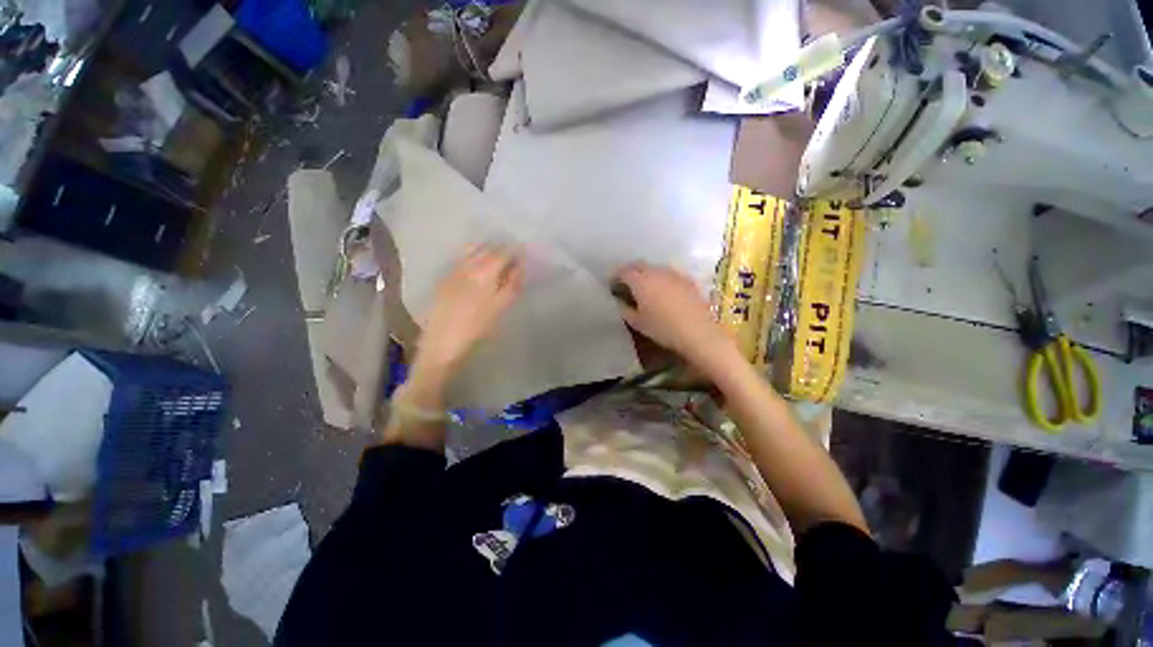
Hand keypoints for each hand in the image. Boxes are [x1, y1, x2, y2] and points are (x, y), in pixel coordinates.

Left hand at [412, 247, 524, 385]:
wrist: (442, 343)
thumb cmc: (477, 328)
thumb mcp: (500, 308)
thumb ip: (512, 285)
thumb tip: (522, 266)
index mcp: (483, 272)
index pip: (502, 253)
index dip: (515, 251)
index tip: (524, 253)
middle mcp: (467, 266)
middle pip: (486, 249)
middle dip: (501, 248)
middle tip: (513, 256)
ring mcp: (453, 272)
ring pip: (471, 251)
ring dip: (486, 250)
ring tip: (496, 259)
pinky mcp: (444, 280)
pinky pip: (460, 260)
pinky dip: (472, 257)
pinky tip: (477, 267)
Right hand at [614, 263, 737, 372]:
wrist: (698, 332)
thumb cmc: (663, 329)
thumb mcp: (637, 323)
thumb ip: (625, 310)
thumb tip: (620, 302)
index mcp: (640, 281)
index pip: (623, 272)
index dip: (615, 277)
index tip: (612, 286)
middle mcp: (656, 272)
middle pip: (639, 265)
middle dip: (630, 272)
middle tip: (626, 284)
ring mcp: (674, 274)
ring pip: (655, 268)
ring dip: (646, 273)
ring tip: (645, 287)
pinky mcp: (687, 280)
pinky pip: (669, 273)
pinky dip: (662, 278)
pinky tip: (664, 290)